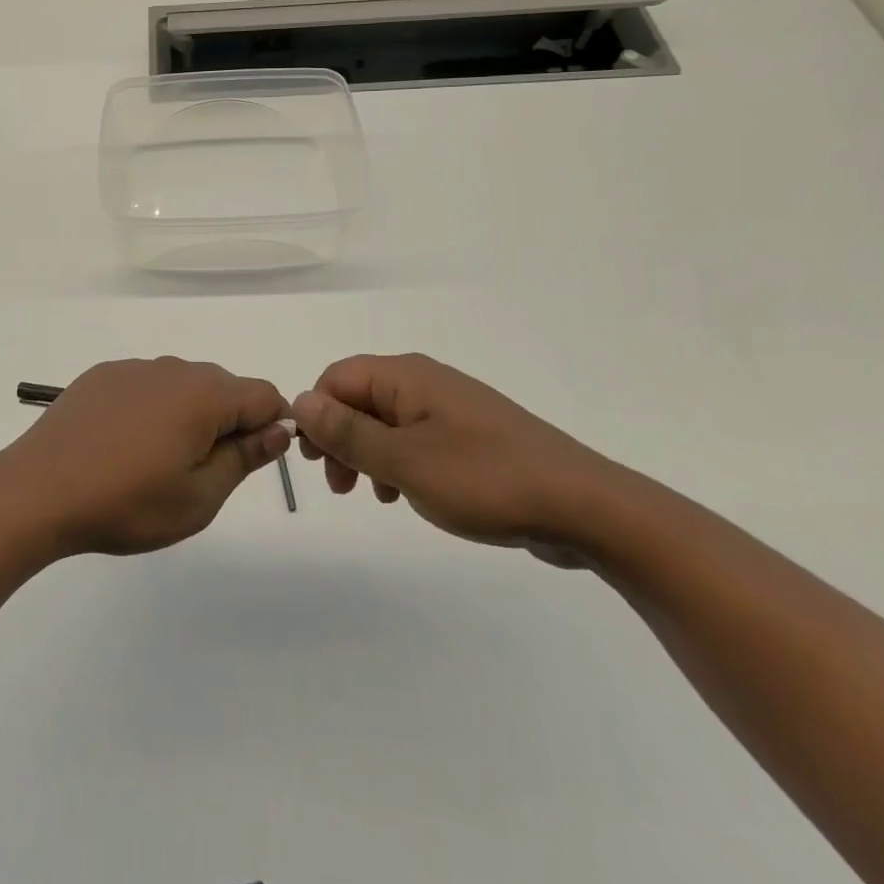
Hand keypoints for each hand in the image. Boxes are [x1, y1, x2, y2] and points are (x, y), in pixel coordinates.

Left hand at [0, 358, 291, 556]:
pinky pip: (146, 385)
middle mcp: (172, 369)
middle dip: (228, 422)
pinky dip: (152, 408)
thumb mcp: (198, 498)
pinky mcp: (102, 375)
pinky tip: (125, 444)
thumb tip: (279, 428)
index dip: (270, 426)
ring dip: (188, 415)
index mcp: (203, 395)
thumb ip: (244, 457)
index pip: (263, 395)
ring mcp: (134, 368)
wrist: (39, 490)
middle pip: (223, 387)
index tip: (249, 462)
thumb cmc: (126, 503)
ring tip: (158, 462)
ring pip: (183, 385)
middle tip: (200, 473)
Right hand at [292, 353, 626, 565]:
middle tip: (340, 486)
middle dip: (340, 438)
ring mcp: (451, 408)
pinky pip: (417, 439)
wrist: (584, 507)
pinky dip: (399, 462)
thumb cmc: (484, 480)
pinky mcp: (471, 436)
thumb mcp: (404, 461)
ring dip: (368, 454)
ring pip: (387, 421)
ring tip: (374, 495)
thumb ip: (347, 432)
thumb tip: (299, 401)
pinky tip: (407, 495)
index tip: (315, 462)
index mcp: (406, 376)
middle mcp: (425, 381)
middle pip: (359, 398)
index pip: (336, 378)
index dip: (317, 414)